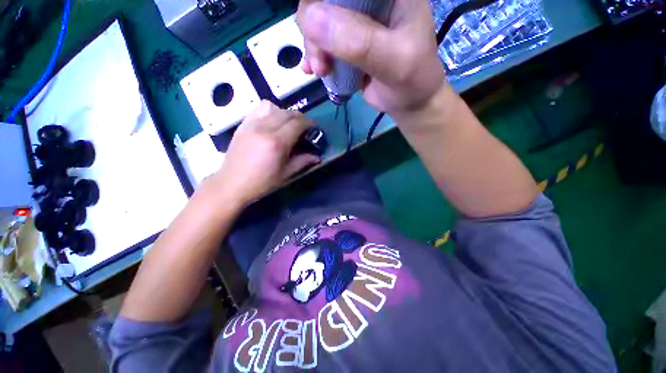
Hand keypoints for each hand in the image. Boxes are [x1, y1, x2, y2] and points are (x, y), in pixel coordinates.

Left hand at [209, 101, 319, 206]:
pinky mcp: (243, 125)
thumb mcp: (286, 175)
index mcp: (277, 142)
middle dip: (300, 117)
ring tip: (287, 124)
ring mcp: (251, 124)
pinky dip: (269, 111)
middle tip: (304, 127)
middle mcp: (264, 128)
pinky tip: (271, 122)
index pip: (297, 123)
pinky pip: (258, 109)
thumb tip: (317, 157)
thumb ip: (303, 162)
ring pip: (272, 107)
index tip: (314, 128)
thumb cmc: (262, 182)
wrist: (232, 184)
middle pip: (287, 113)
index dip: (309, 123)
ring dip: (284, 113)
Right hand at [297, 0, 446, 115]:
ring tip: (321, 71)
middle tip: (321, 60)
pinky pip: (323, 41)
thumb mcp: (392, 61)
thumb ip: (358, 42)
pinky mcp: (348, 42)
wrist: (409, 101)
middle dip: (315, 27)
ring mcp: (357, 20)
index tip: (315, 25)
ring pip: (319, 20)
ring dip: (314, 46)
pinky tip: (315, 70)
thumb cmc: (412, 80)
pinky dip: (315, 55)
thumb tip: (309, 18)